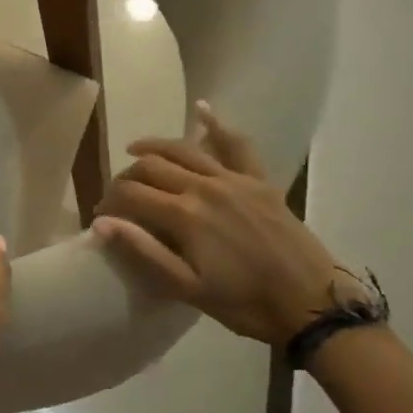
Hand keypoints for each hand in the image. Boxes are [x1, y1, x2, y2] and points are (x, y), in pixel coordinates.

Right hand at [93, 102, 357, 349]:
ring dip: (155, 146)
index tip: (102, 215)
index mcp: (183, 215)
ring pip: (184, 149)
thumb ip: (143, 251)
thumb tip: (101, 223)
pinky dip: (216, 125)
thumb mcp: (187, 287)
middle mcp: (204, 186)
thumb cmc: (244, 303)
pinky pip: (237, 144)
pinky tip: (201, 109)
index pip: (132, 193)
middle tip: (120, 194)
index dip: (110, 201)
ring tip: (135, 150)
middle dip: (127, 176)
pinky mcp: (259, 180)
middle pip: (152, 165)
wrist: (310, 302)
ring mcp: (234, 178)